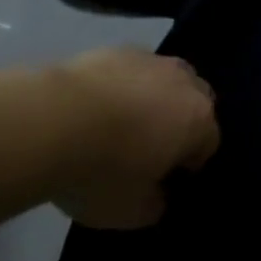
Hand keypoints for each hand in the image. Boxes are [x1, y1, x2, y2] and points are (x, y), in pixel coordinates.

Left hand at [46, 48, 219, 228]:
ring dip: (154, 98)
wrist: (51, 121)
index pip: (209, 144)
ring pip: (166, 80)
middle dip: (180, 122)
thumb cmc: (101, 171)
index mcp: (198, 121)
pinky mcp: (118, 49)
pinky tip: (95, 105)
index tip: (161, 181)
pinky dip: (124, 85)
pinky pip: (133, 70)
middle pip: (196, 102)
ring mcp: (152, 60)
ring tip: (119, 123)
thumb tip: (159, 196)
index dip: (188, 165)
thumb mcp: (130, 212)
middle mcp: (185, 83)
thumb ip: (155, 205)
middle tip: (147, 149)